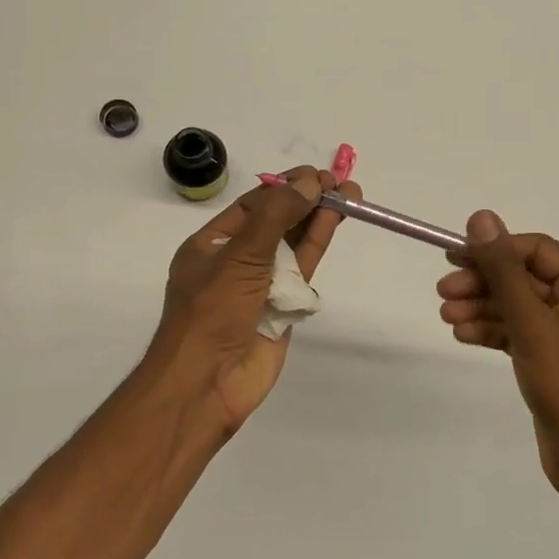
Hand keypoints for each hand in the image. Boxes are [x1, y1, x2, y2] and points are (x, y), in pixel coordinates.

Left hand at [142, 166, 361, 444]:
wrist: (207, 383)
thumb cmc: (212, 313)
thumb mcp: (240, 257)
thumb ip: (276, 218)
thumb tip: (309, 183)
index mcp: (211, 245)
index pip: (252, 206)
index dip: (284, 188)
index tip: (316, 175)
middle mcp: (235, 261)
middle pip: (276, 222)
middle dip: (307, 201)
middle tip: (342, 183)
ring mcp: (259, 285)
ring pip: (292, 244)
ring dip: (318, 219)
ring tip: (351, 196)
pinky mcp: (281, 308)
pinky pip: (301, 271)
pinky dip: (316, 246)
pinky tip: (334, 223)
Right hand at [436, 211, 558, 514]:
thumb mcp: (531, 323)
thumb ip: (503, 270)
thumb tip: (481, 218)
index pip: (536, 250)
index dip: (493, 249)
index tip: (452, 255)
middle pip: (524, 279)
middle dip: (483, 284)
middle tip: (442, 292)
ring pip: (519, 308)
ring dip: (483, 308)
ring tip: (445, 316)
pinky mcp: (555, 360)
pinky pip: (520, 333)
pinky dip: (493, 331)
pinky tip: (462, 334)